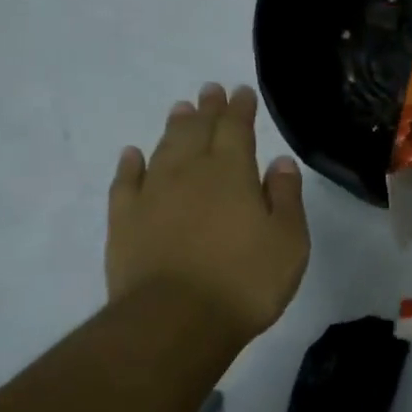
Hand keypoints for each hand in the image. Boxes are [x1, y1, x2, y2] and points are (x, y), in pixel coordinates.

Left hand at [106, 84, 309, 340]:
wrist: (174, 321)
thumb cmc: (244, 281)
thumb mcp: (288, 241)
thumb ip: (285, 196)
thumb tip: (280, 161)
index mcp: (232, 172)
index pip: (237, 128)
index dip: (240, 108)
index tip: (241, 91)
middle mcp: (190, 172)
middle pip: (198, 130)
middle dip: (207, 109)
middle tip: (209, 90)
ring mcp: (152, 194)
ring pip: (163, 148)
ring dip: (173, 127)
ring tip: (180, 109)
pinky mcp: (124, 221)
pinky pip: (125, 182)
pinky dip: (129, 165)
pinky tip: (131, 155)